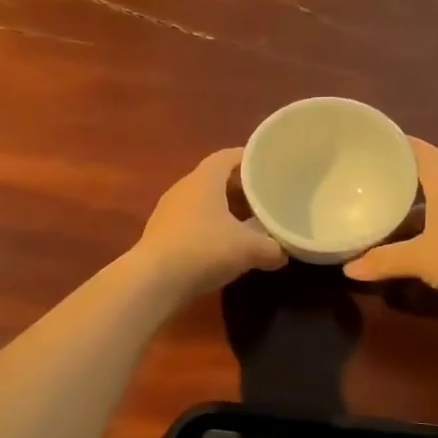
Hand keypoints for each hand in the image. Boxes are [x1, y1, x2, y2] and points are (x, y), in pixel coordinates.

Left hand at [134, 148, 286, 300]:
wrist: (154, 281)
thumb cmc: (204, 249)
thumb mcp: (249, 249)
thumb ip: (272, 248)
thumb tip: (283, 253)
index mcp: (204, 179)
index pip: (227, 156)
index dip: (248, 158)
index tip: (268, 166)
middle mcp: (183, 188)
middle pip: (215, 180)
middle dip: (240, 189)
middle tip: (263, 199)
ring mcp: (168, 212)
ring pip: (203, 203)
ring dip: (224, 211)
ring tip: (248, 225)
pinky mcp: (161, 235)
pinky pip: (192, 223)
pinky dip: (210, 229)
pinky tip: (223, 248)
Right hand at [343, 139, 437, 318]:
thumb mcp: (421, 258)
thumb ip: (384, 261)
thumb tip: (348, 268)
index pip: (426, 155)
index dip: (405, 143)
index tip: (380, 138)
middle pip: (427, 183)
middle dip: (400, 180)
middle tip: (368, 180)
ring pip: (432, 212)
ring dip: (408, 213)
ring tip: (378, 216)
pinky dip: (418, 240)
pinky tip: (402, 251)